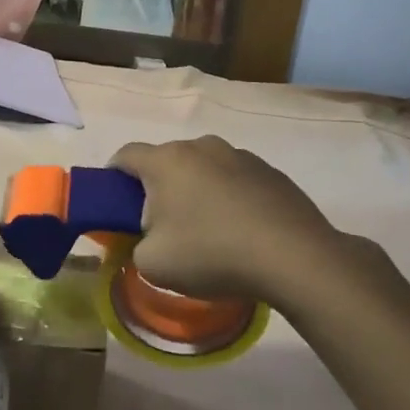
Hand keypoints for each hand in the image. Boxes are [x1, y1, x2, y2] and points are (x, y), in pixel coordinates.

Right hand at [110, 136, 393, 318]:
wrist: (295, 258)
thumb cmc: (211, 254)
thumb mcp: (152, 263)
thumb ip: (135, 245)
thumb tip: (147, 238)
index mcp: (166, 161)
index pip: (125, 155)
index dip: (113, 177)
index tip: (116, 204)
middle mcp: (201, 147)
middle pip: (166, 161)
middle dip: (158, 188)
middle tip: (161, 226)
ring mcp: (240, 155)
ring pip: (203, 169)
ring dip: (196, 191)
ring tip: (207, 230)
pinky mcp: (271, 172)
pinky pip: (235, 180)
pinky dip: (229, 198)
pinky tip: (240, 231)